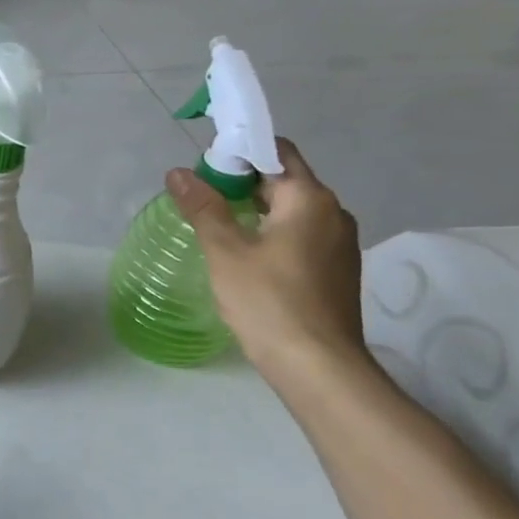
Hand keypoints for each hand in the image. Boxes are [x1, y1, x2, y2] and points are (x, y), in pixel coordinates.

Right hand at [167, 138, 366, 381]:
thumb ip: (203, 207)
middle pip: (284, 180)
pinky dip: (272, 233)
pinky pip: (301, 235)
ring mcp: (340, 244)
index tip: (204, 169)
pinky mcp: (337, 270)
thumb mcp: (225, 251)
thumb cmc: (268, 300)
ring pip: (292, 210)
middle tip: (200, 198)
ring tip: (217, 226)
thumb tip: (178, 172)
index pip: (276, 152)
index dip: (239, 152)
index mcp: (310, 199)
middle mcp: (334, 213)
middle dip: (242, 182)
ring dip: (256, 209)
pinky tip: (245, 256)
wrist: (317, 366)